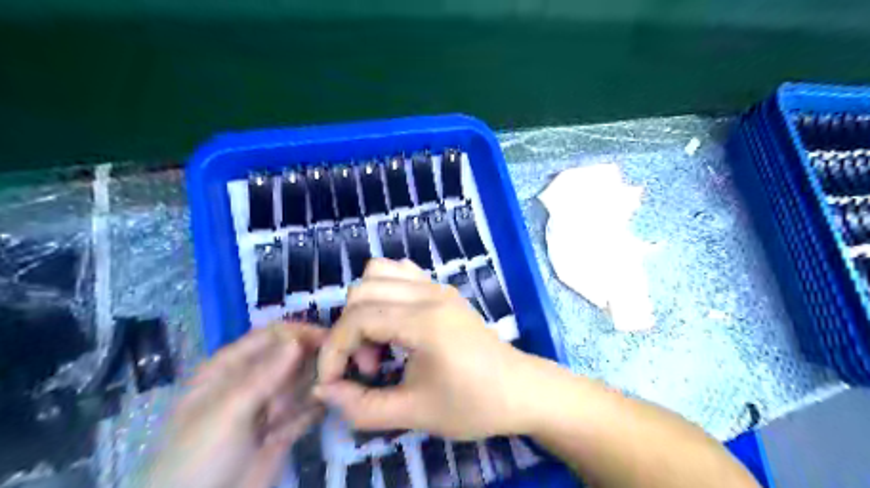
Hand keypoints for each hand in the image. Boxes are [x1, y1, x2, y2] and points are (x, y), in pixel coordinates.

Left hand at [145, 321, 325, 484]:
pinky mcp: (281, 431)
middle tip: (342, 361)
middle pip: (289, 358)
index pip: (269, 336)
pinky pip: (305, 411)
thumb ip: (264, 375)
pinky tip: (331, 404)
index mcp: (228, 369)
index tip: (330, 337)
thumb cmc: (199, 457)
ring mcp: (266, 408)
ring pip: (300, 383)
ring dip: (318, 381)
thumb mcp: (228, 411)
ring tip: (339, 381)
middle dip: (313, 357)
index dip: (299, 333)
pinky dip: (317, 407)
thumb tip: (297, 339)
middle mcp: (250, 382)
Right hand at [318, 262, 533, 440]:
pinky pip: (401, 271)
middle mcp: (429, 293)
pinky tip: (394, 321)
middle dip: (350, 330)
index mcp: (425, 321)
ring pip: (379, 271)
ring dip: (365, 306)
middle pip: (362, 290)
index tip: (331, 382)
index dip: (334, 350)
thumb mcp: (414, 413)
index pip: (358, 318)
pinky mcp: (442, 288)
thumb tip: (323, 391)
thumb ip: (362, 406)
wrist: (519, 390)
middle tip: (369, 366)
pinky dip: (384, 290)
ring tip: (380, 342)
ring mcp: (437, 286)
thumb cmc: (472, 404)